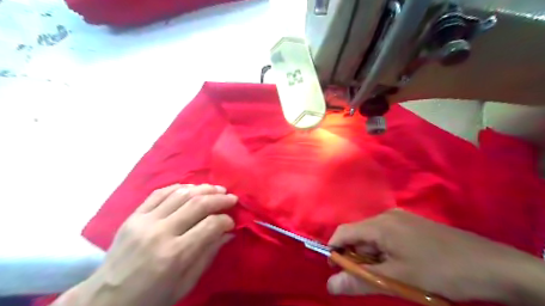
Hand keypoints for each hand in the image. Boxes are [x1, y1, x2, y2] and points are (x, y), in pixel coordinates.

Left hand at [56, 184, 237, 305]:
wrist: (106, 299)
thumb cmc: (151, 297)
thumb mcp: (186, 284)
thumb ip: (208, 254)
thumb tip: (228, 232)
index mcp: (175, 255)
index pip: (210, 225)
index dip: (226, 220)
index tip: (231, 221)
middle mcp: (161, 232)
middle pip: (198, 204)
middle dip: (219, 198)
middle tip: (231, 198)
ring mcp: (145, 221)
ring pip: (181, 193)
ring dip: (203, 188)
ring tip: (217, 189)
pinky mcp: (133, 216)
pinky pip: (160, 193)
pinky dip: (179, 187)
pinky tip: (192, 188)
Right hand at [325, 209, 543, 304]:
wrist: (491, 266)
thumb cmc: (439, 271)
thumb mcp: (397, 280)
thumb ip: (360, 282)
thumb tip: (330, 285)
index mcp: (380, 224)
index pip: (344, 232)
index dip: (334, 250)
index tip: (335, 270)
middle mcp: (387, 216)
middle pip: (359, 234)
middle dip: (356, 257)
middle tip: (366, 279)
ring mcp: (401, 219)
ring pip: (373, 237)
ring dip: (371, 256)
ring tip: (386, 276)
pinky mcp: (412, 225)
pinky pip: (387, 236)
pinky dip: (384, 252)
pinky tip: (398, 266)